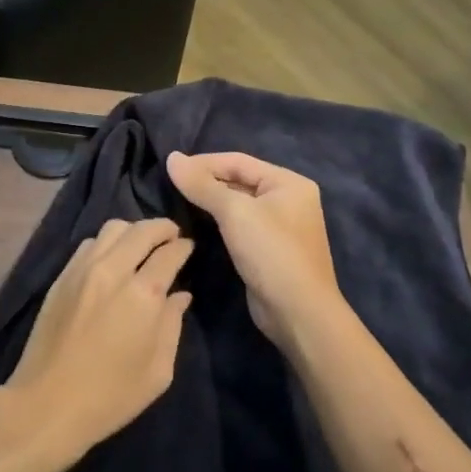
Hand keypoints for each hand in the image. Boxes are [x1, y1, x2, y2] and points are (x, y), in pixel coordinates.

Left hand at [0, 218, 193, 470]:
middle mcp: (113, 271)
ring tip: (142, 243)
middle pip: (141, 230)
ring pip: (112, 229)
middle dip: (161, 227)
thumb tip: (180, 295)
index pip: (169, 254)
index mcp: (143, 295)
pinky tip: (112, 256)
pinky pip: (89, 243)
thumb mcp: (158, 371)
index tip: (189, 246)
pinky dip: (107, 242)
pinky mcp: (62, 276)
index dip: (183, 247)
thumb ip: (172, 325)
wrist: (49, 401)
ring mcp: (83, 269)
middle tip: (171, 235)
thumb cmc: (111, 395)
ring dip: (133, 230)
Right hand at [165, 151, 341, 346]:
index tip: (172, 168)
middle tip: (172, 185)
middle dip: (207, 181)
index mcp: (288, 182)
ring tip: (179, 201)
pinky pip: (240, 224)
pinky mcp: (270, 249)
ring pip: (238, 204)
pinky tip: (198, 223)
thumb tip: (172, 158)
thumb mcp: (234, 212)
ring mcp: (281, 226)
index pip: (238, 161)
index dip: (203, 162)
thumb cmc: (271, 253)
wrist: (298, 313)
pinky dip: (219, 221)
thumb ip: (202, 184)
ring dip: (210, 201)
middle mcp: (288, 199)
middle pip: (239, 180)